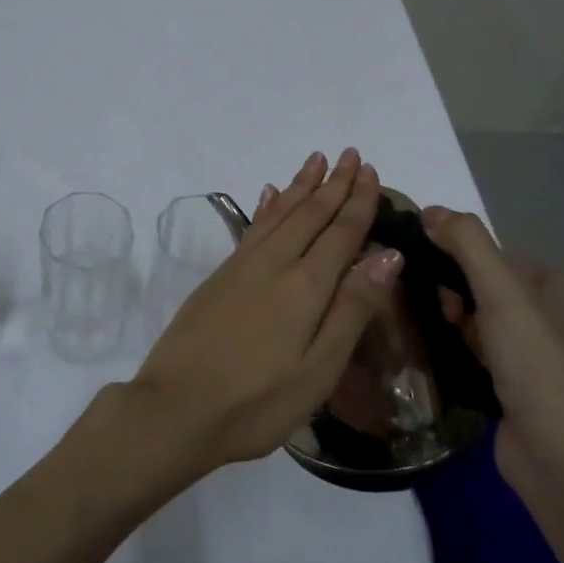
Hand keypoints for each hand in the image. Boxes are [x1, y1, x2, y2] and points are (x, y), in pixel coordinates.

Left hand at [125, 149, 403, 475]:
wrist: (175, 408)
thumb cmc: (257, 401)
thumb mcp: (318, 369)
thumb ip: (352, 309)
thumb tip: (388, 256)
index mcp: (306, 286)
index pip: (341, 233)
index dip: (358, 201)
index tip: (370, 171)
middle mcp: (274, 264)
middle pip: (310, 214)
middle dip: (333, 184)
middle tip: (350, 154)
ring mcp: (241, 267)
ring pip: (279, 213)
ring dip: (301, 186)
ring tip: (316, 160)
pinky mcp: (219, 277)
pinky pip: (252, 227)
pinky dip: (266, 206)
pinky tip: (269, 195)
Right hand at [420, 206, 563, 488]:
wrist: (556, 453)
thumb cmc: (533, 362)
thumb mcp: (500, 291)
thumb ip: (466, 243)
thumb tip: (429, 211)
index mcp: (562, 287)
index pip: (498, 257)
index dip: (461, 261)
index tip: (432, 277)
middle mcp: (556, 318)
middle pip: (488, 287)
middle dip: (455, 294)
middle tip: (434, 309)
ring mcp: (540, 356)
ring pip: (482, 321)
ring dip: (455, 322)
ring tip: (429, 329)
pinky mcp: (521, 387)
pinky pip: (482, 352)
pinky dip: (461, 349)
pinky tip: (441, 355)